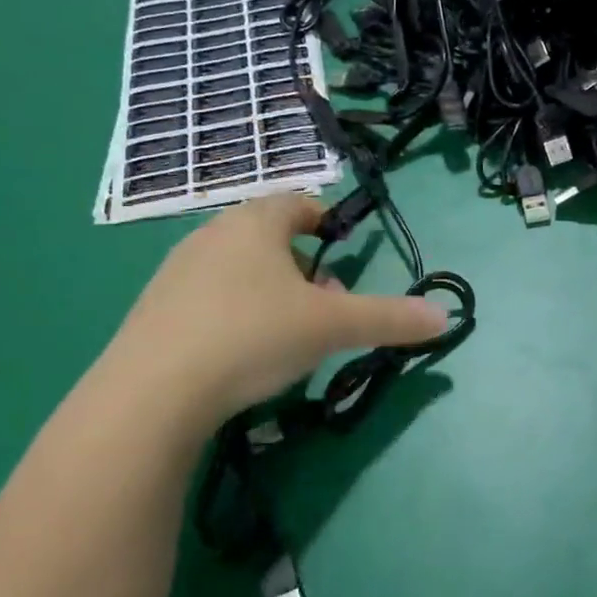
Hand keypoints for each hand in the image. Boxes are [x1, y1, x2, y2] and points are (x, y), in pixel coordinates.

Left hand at [102, 195, 447, 427]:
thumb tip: (444, 317)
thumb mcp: (331, 327)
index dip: (324, 219)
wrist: (152, 391)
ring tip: (288, 334)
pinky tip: (241, 354)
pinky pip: (208, 298)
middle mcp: (211, 235)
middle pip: (268, 238)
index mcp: (254, 224)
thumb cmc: (253, 336)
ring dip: (270, 291)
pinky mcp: (153, 310)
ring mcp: (176, 272)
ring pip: (238, 269)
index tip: (341, 246)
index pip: (296, 204)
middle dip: (304, 267)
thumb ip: (389, 318)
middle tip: (326, 304)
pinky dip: (234, 313)